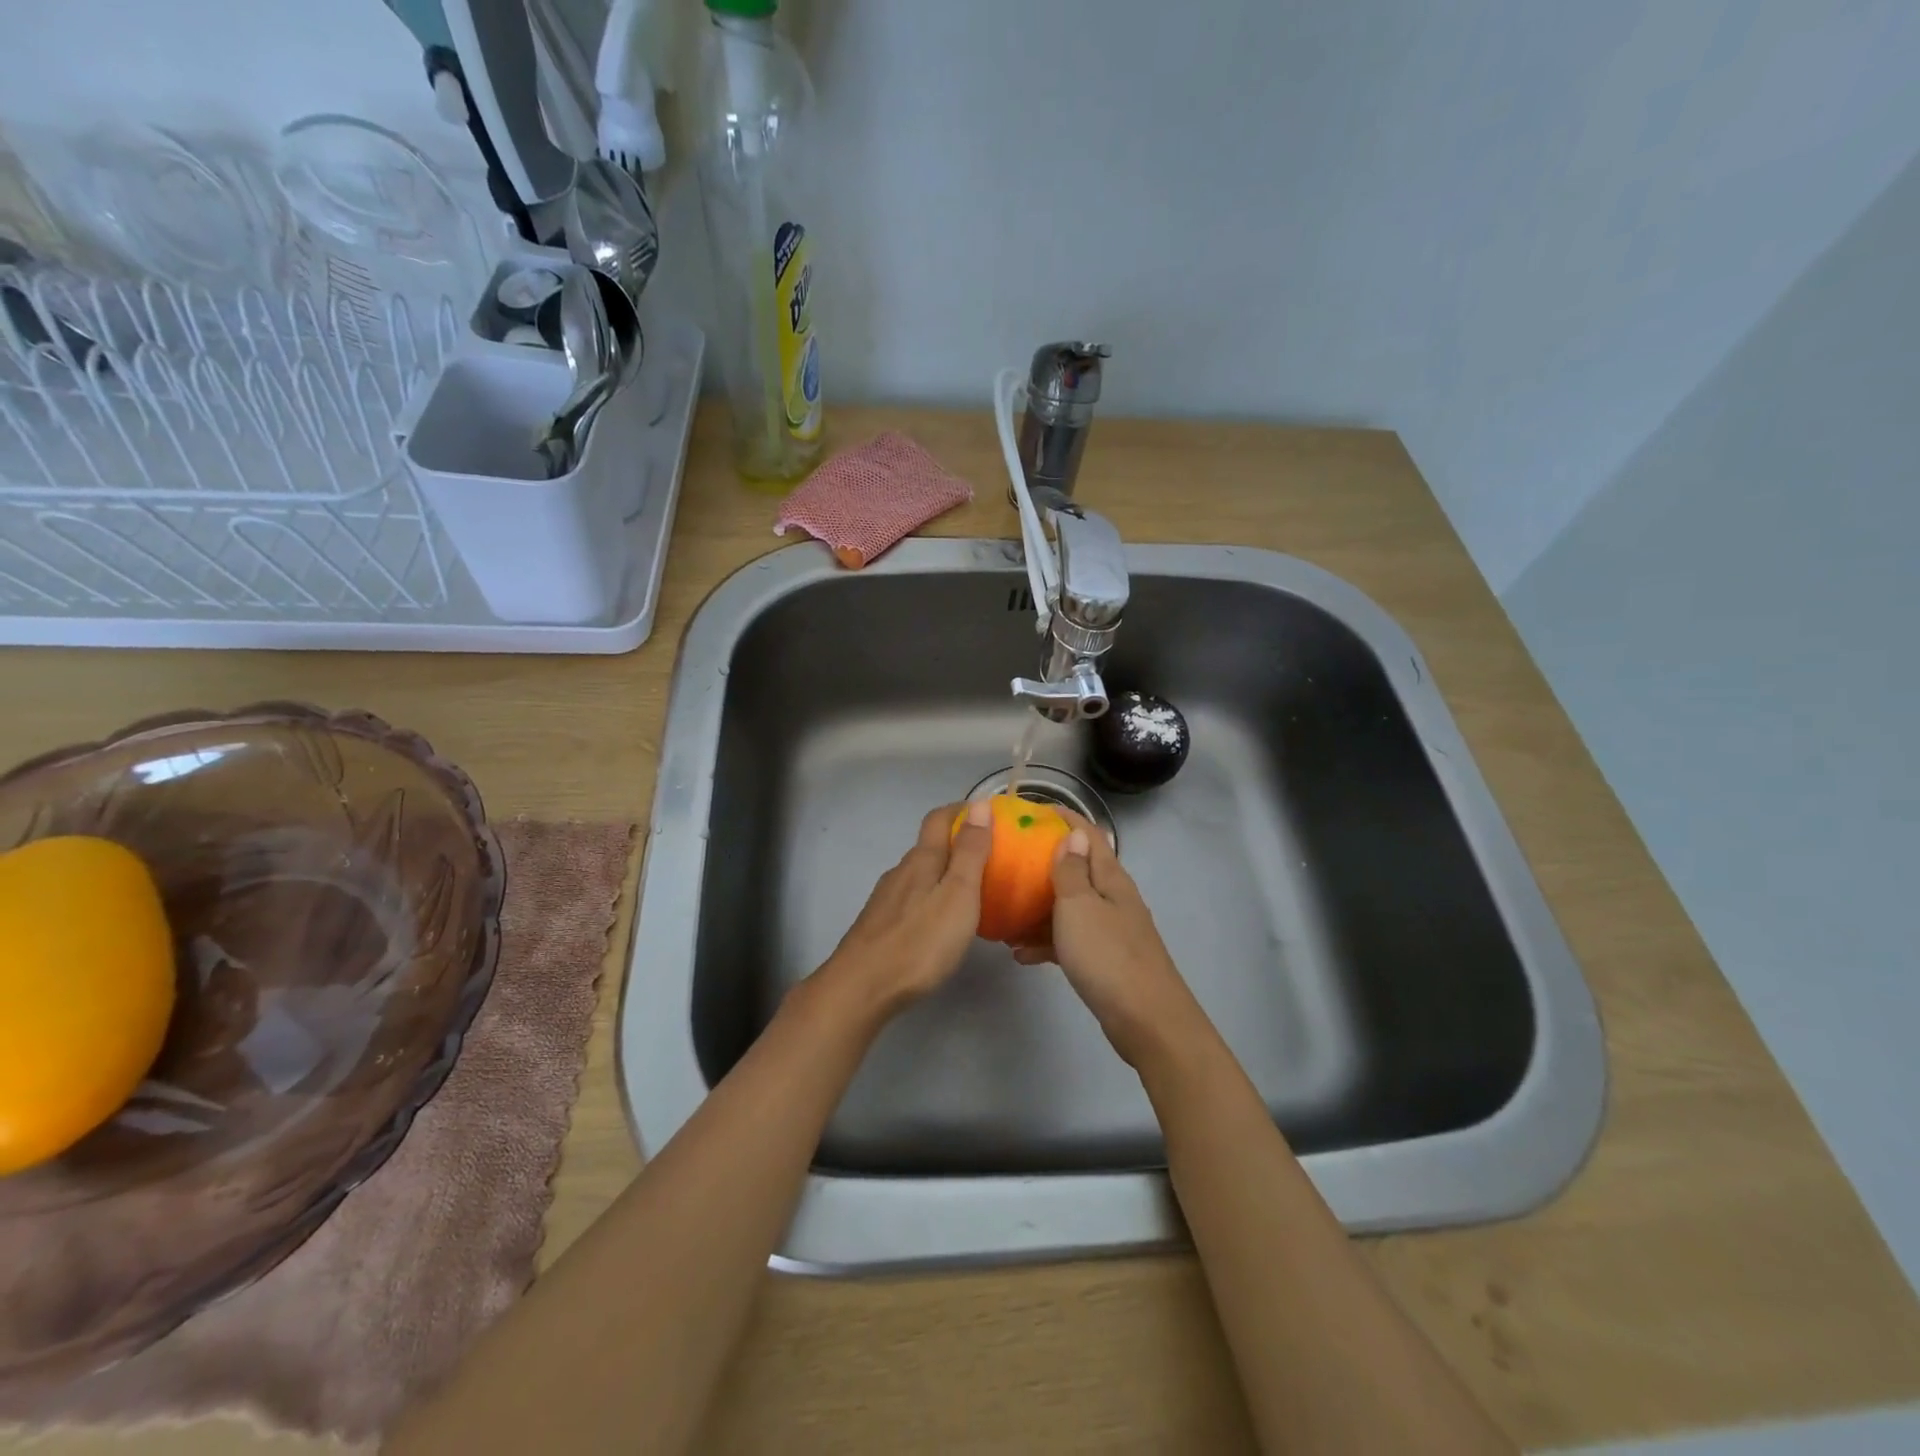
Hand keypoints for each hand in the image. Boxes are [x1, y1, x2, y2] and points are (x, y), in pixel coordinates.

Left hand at [814, 800, 993, 1021]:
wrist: (861, 987)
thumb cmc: (920, 941)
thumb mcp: (958, 894)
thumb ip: (970, 851)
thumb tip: (978, 803)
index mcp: (922, 860)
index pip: (939, 819)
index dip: (960, 810)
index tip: (984, 812)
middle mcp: (901, 872)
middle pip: (928, 846)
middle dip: (955, 843)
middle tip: (987, 856)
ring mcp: (886, 898)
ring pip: (918, 874)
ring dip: (942, 872)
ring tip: (968, 890)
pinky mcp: (879, 924)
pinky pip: (910, 898)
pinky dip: (929, 897)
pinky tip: (938, 921)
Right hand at [1014, 812, 1203, 1069]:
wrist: (1146, 1021)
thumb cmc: (1108, 956)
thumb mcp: (1080, 907)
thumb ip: (1072, 871)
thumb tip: (1073, 834)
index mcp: (1110, 878)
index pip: (1087, 835)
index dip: (1062, 818)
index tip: (1029, 812)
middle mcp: (1112, 898)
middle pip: (1076, 870)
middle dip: (1042, 864)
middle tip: (1006, 862)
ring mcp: (1110, 930)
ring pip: (1069, 907)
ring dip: (1038, 908)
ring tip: (1004, 915)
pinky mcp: (1104, 959)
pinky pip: (1069, 940)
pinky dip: (1046, 942)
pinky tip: (1020, 955)